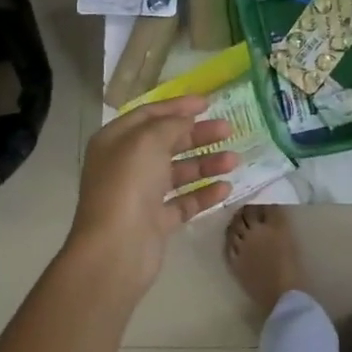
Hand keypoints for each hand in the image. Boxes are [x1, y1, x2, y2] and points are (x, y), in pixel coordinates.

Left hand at [67, 95, 237, 293]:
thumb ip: (171, 124)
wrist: (116, 248)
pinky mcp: (156, 221)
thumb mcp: (148, 141)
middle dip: (198, 135)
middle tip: (228, 129)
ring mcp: (141, 195)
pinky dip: (204, 193)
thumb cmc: (128, 184)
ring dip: (206, 163)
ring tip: (234, 160)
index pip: (149, 114)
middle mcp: (126, 165)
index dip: (178, 106)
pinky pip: (184, 201)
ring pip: (178, 172)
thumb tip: (187, 120)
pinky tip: (226, 188)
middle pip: (167, 142)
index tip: (208, 103)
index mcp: (116, 141)